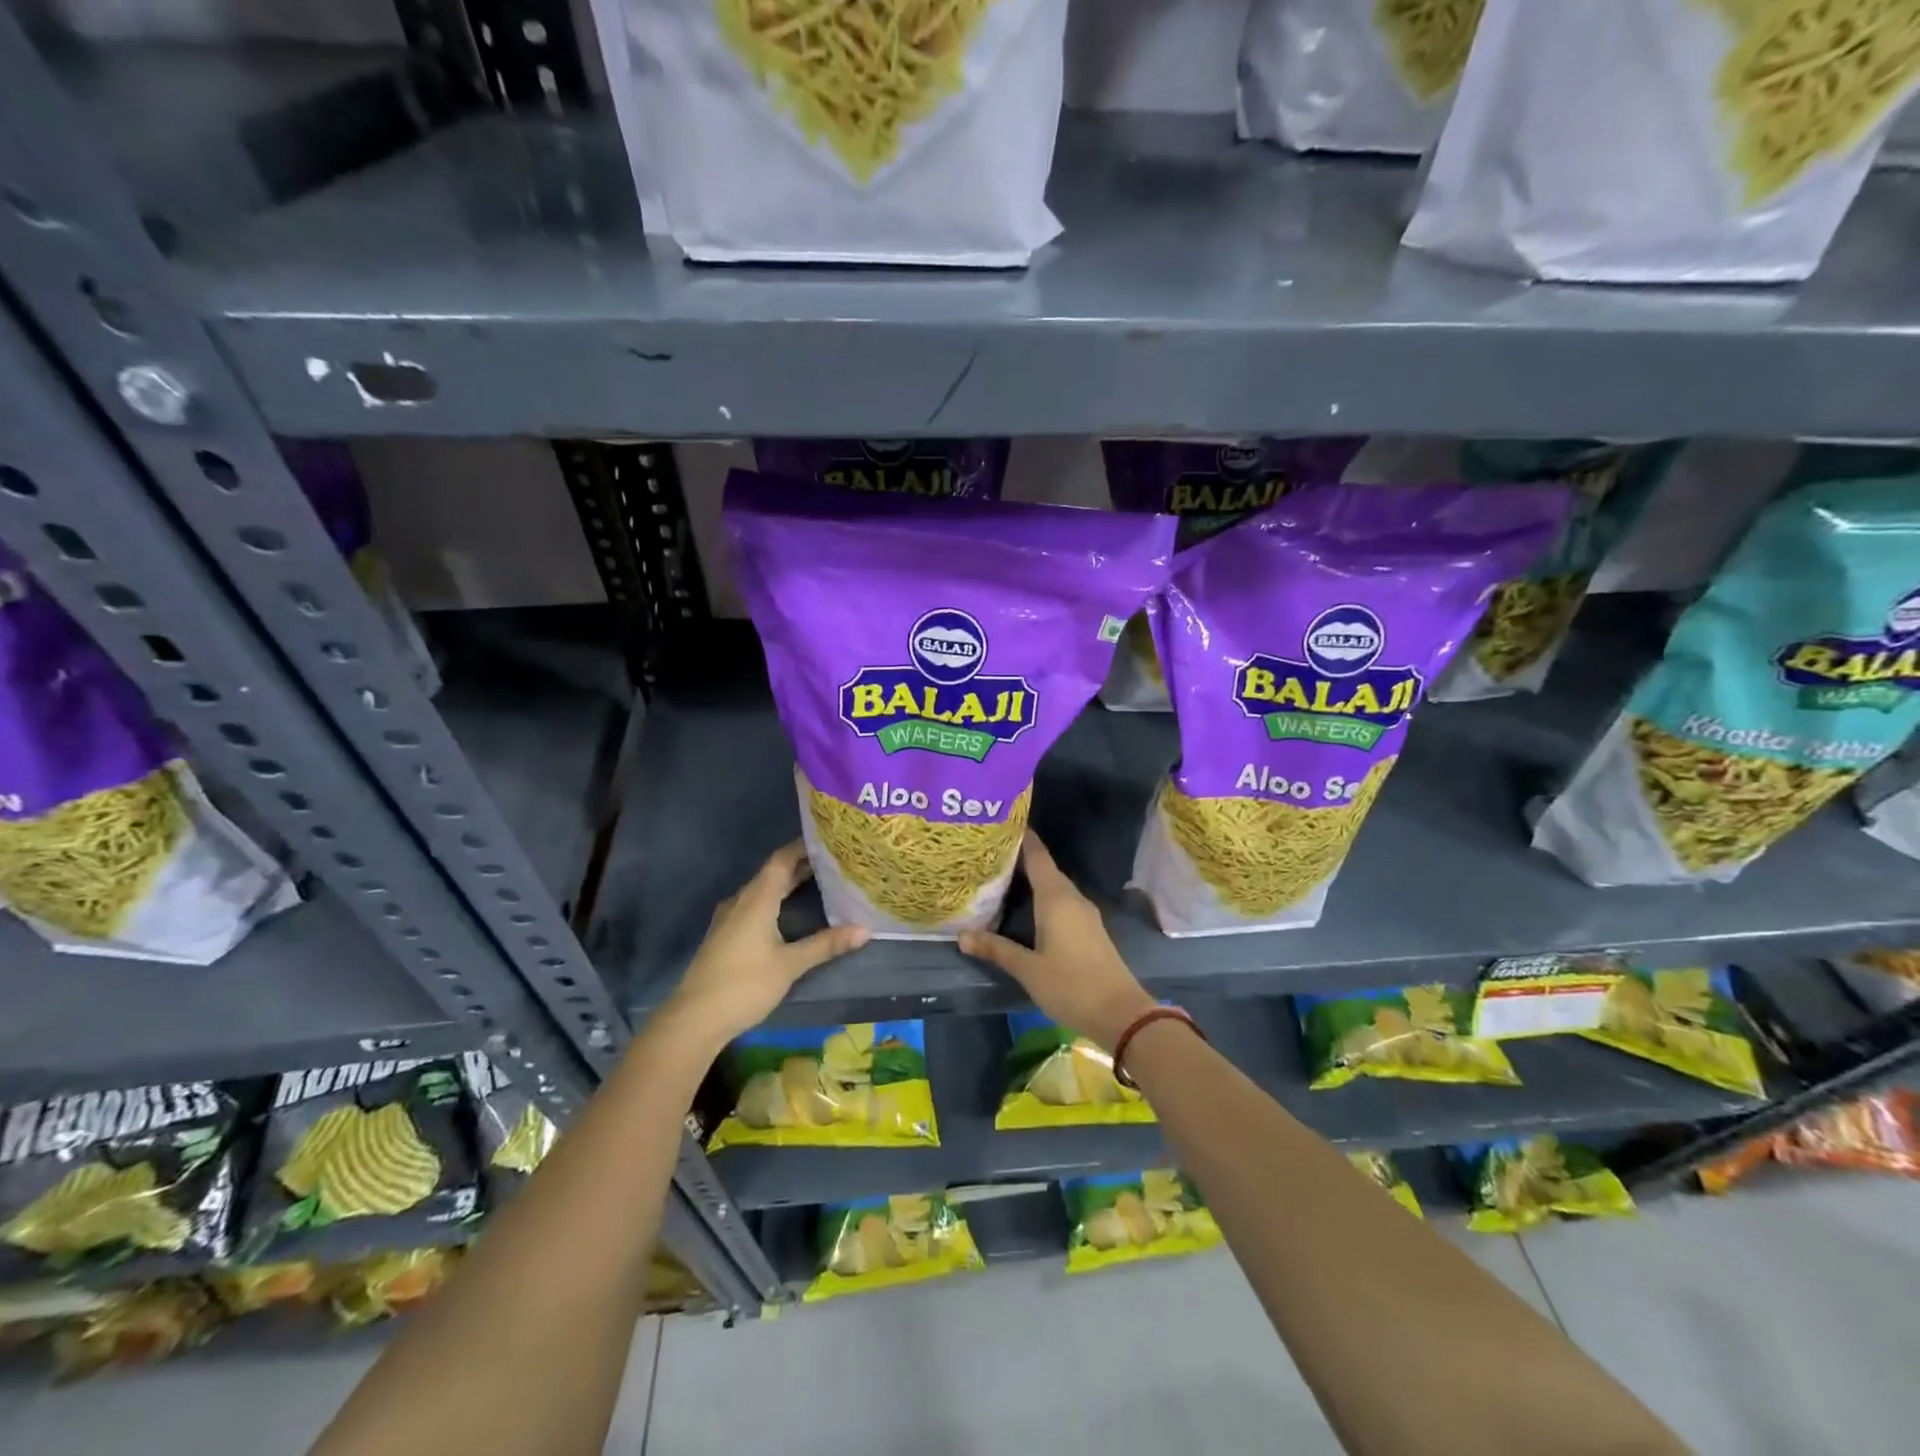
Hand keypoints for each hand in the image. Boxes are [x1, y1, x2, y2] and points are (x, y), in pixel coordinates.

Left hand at [664, 841, 868, 1049]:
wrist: (695, 1019)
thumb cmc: (744, 985)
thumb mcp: (790, 965)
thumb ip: (826, 944)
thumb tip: (865, 929)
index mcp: (757, 899)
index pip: (782, 860)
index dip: (804, 847)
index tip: (830, 840)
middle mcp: (741, 901)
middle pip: (773, 873)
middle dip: (801, 865)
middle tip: (834, 861)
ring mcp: (730, 918)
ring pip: (763, 890)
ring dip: (788, 883)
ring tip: (819, 881)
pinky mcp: (726, 935)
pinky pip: (754, 905)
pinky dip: (775, 900)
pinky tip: (789, 912)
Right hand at [959, 832, 1154, 1050]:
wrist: (1121, 1013)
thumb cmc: (1071, 985)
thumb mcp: (1028, 969)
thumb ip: (996, 949)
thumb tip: (961, 936)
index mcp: (1056, 898)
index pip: (1037, 856)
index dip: (1022, 837)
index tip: (1000, 824)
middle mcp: (1072, 898)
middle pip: (1045, 868)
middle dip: (1020, 858)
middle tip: (989, 853)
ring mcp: (1084, 913)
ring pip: (1054, 886)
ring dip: (1031, 878)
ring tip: (1001, 876)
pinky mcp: (1089, 929)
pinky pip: (1061, 901)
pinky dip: (1042, 896)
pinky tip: (1026, 906)